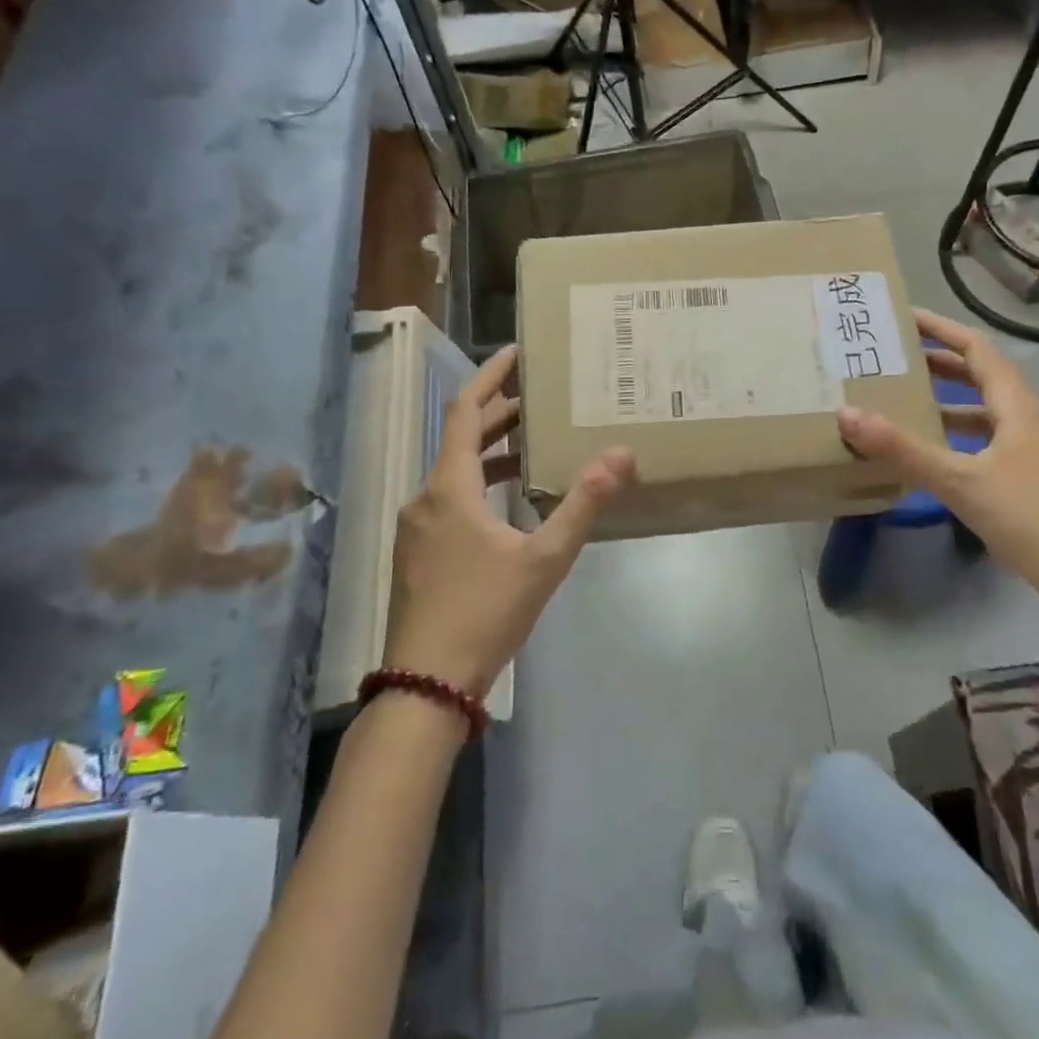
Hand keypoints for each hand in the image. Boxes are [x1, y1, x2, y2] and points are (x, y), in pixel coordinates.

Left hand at [383, 346, 635, 699]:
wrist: (426, 685)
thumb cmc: (485, 613)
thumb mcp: (544, 559)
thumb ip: (583, 504)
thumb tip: (621, 454)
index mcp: (450, 488)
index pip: (466, 411)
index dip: (489, 377)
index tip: (514, 353)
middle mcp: (426, 497)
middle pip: (461, 439)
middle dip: (499, 414)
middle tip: (539, 398)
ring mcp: (417, 527)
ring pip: (455, 471)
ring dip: (491, 452)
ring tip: (532, 444)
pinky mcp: (416, 553)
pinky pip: (449, 499)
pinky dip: (479, 484)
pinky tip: (508, 503)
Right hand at [836, 308, 1038, 619]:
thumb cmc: (1029, 519)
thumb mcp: (960, 482)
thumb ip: (903, 450)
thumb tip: (847, 414)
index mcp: (1017, 409)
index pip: (978, 350)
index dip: (943, 329)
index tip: (906, 318)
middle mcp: (1028, 421)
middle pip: (983, 377)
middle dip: (942, 363)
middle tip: (898, 359)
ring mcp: (1034, 452)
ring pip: (986, 412)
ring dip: (949, 401)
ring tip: (908, 402)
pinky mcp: (1032, 480)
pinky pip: (988, 442)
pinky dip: (959, 437)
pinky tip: (937, 456)